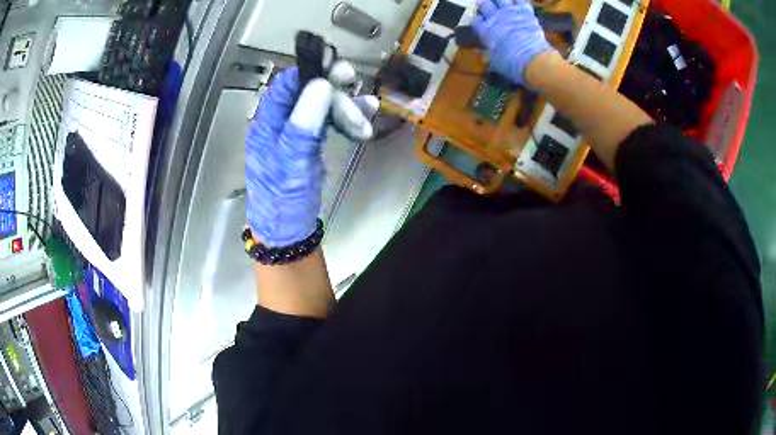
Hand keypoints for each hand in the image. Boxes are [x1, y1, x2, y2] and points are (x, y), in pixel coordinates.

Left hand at [246, 66, 377, 246]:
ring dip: (346, 106)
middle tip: (354, 80)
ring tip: (367, 112)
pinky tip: (366, 120)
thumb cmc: (282, 199)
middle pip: (308, 92)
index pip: (286, 85)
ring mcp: (298, 131)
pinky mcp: (312, 141)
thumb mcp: (291, 162)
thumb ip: (303, 123)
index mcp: (267, 123)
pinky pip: (331, 121)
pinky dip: (348, 118)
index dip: (309, 70)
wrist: (289, 230)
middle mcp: (281, 122)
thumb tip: (320, 84)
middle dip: (333, 88)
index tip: (333, 62)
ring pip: (323, 106)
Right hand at [471, 0, 554, 85]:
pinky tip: (516, 2)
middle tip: (486, 6)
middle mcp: (495, 18)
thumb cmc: (511, 65)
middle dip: (484, 5)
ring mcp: (510, 12)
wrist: (533, 60)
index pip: (475, 20)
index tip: (478, 21)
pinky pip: (520, 0)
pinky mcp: (526, 12)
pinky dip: (518, 1)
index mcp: (485, 30)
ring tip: (500, 2)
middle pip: (485, 4)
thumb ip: (492, 51)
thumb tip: (492, 50)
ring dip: (499, 0)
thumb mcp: (496, 61)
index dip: (476, 20)